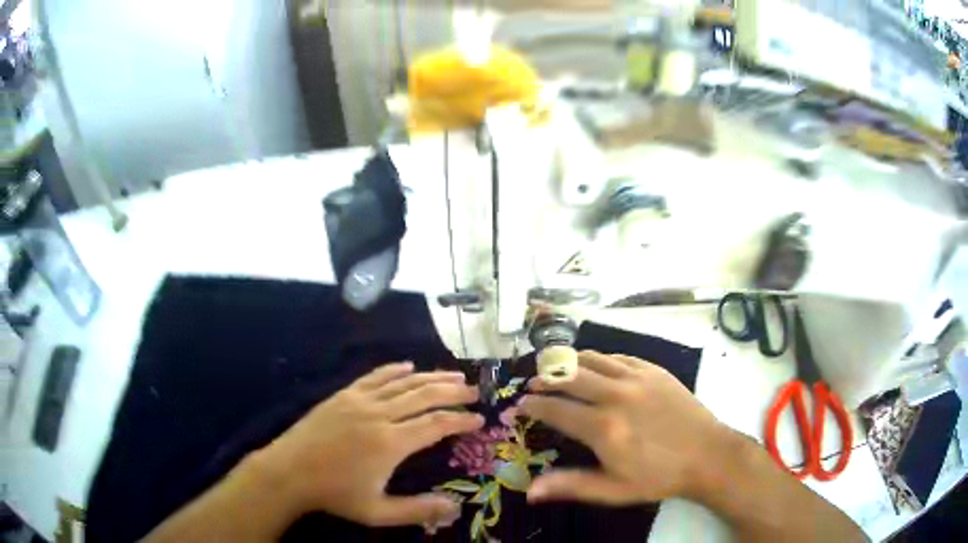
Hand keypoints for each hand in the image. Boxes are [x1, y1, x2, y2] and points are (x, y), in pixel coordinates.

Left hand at [256, 362, 483, 528]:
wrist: (289, 471)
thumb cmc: (334, 494)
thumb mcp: (377, 511)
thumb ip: (418, 510)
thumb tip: (455, 507)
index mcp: (390, 443)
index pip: (436, 425)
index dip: (460, 420)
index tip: (479, 419)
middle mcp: (379, 415)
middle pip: (424, 395)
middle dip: (453, 391)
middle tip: (474, 390)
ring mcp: (360, 400)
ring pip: (404, 382)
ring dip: (431, 376)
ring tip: (454, 373)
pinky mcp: (344, 394)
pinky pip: (375, 376)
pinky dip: (395, 369)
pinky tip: (408, 365)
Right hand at [520, 351, 729, 504]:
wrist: (707, 455)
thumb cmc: (658, 477)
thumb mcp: (613, 490)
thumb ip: (571, 486)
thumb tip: (530, 491)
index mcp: (603, 427)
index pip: (555, 409)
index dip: (532, 406)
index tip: (519, 406)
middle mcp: (616, 395)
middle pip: (569, 376)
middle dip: (544, 379)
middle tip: (532, 384)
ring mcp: (637, 378)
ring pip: (592, 359)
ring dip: (568, 362)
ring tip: (556, 369)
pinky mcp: (654, 370)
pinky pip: (619, 356)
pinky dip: (599, 358)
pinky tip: (595, 366)